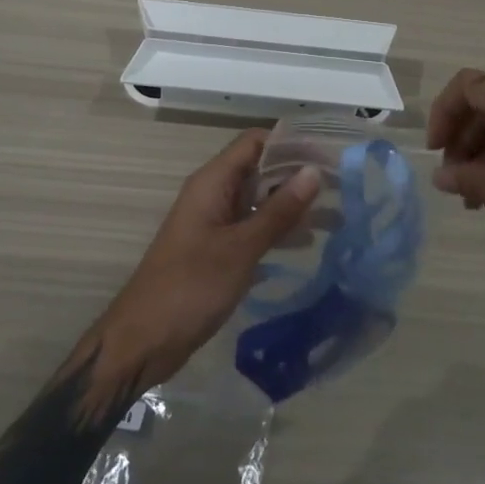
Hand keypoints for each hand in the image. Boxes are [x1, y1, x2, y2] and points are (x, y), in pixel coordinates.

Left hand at [91, 131, 320, 396]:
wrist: (144, 341)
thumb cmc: (191, 287)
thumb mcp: (241, 248)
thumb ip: (279, 211)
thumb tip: (314, 171)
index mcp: (213, 181)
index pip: (255, 142)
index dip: (291, 143)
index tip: (328, 155)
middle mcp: (214, 193)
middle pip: (260, 169)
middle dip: (297, 175)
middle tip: (341, 187)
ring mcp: (215, 222)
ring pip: (259, 200)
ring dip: (292, 205)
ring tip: (335, 216)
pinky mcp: (217, 249)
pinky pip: (253, 227)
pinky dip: (278, 230)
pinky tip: (307, 243)